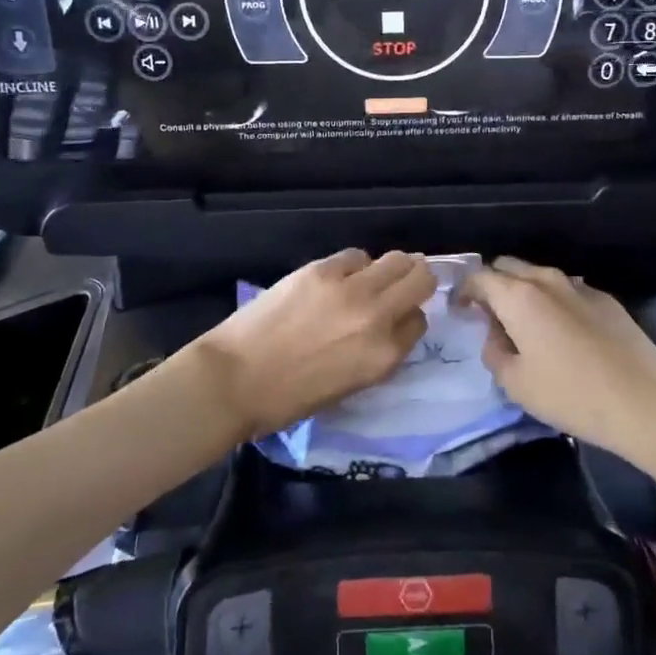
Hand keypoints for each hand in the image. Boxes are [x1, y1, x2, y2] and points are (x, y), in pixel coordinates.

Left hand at [197, 250, 436, 437]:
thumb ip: (377, 354)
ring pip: (396, 259)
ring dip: (390, 268)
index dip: (408, 319)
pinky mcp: (323, 269)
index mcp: (384, 357)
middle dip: (416, 281)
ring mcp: (351, 289)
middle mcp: (377, 317)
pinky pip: (356, 255)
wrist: (235, 379)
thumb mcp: (349, 386)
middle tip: (400, 286)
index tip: (396, 320)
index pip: (419, 322)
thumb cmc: (288, 399)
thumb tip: (386, 328)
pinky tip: (337, 277)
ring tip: (370, 278)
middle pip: (420, 280)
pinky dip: (354, 265)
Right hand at [460, 257, 655, 460]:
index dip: (464, 291)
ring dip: (524, 293)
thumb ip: (494, 352)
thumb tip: (495, 334)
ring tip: (525, 326)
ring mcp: (579, 286)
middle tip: (490, 317)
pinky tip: (563, 334)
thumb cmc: (571, 394)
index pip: (479, 277)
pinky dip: (554, 303)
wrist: (644, 401)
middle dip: (493, 285)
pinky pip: (567, 291)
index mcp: (518, 296)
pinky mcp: (605, 299)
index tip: (460, 311)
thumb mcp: (516, 384)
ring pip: (539, 277)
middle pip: (508, 266)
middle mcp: (546, 280)